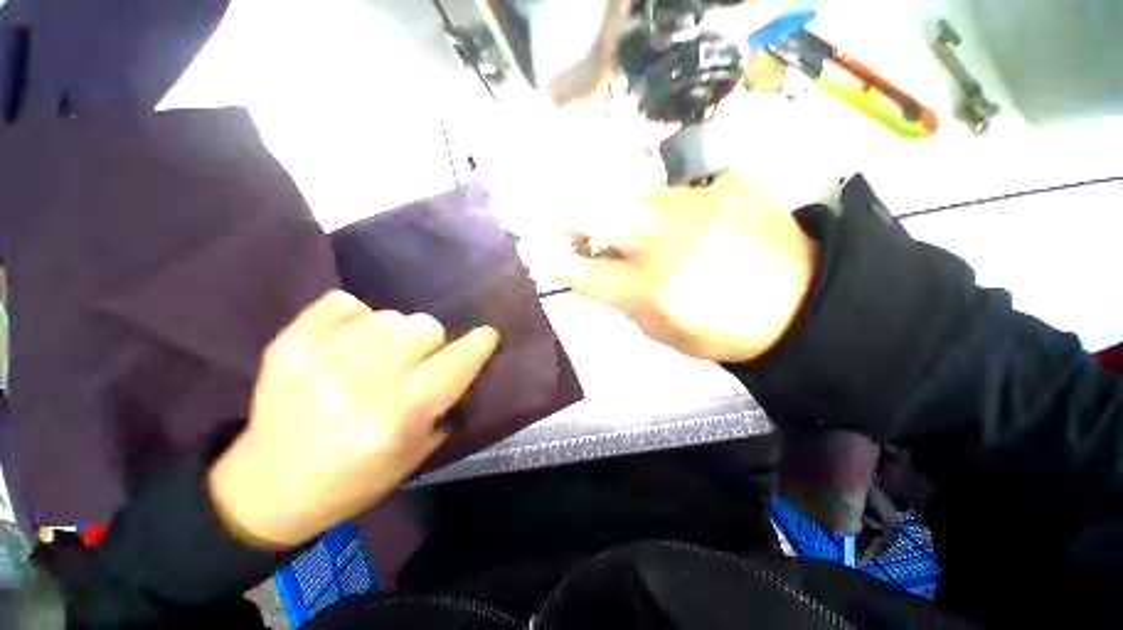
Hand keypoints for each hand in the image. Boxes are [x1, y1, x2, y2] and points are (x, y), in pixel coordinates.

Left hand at [208, 291, 499, 548]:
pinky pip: (344, 303)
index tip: (486, 336)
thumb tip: (465, 366)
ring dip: (394, 334)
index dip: (480, 343)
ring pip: (390, 315)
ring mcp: (324, 356)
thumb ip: (447, 405)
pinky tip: (346, 342)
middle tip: (413, 364)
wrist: (268, 488)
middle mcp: (367, 380)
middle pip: (426, 326)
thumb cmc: (354, 478)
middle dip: (430, 343)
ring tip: (376, 357)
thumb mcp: (416, 453)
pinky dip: (354, 317)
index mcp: (402, 413)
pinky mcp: (291, 343)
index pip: (458, 361)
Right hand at [551, 175, 817, 362]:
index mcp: (651, 289)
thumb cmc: (724, 330)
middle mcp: (666, 241)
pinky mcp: (727, 185)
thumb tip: (599, 270)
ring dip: (619, 208)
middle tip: (566, 223)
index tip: (538, 250)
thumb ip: (625, 300)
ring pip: (634, 192)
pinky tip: (683, 222)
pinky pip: (677, 189)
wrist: (802, 303)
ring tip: (628, 224)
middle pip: (596, 211)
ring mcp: (697, 206)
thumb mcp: (664, 332)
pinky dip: (666, 206)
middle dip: (570, 215)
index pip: (586, 271)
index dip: (556, 260)